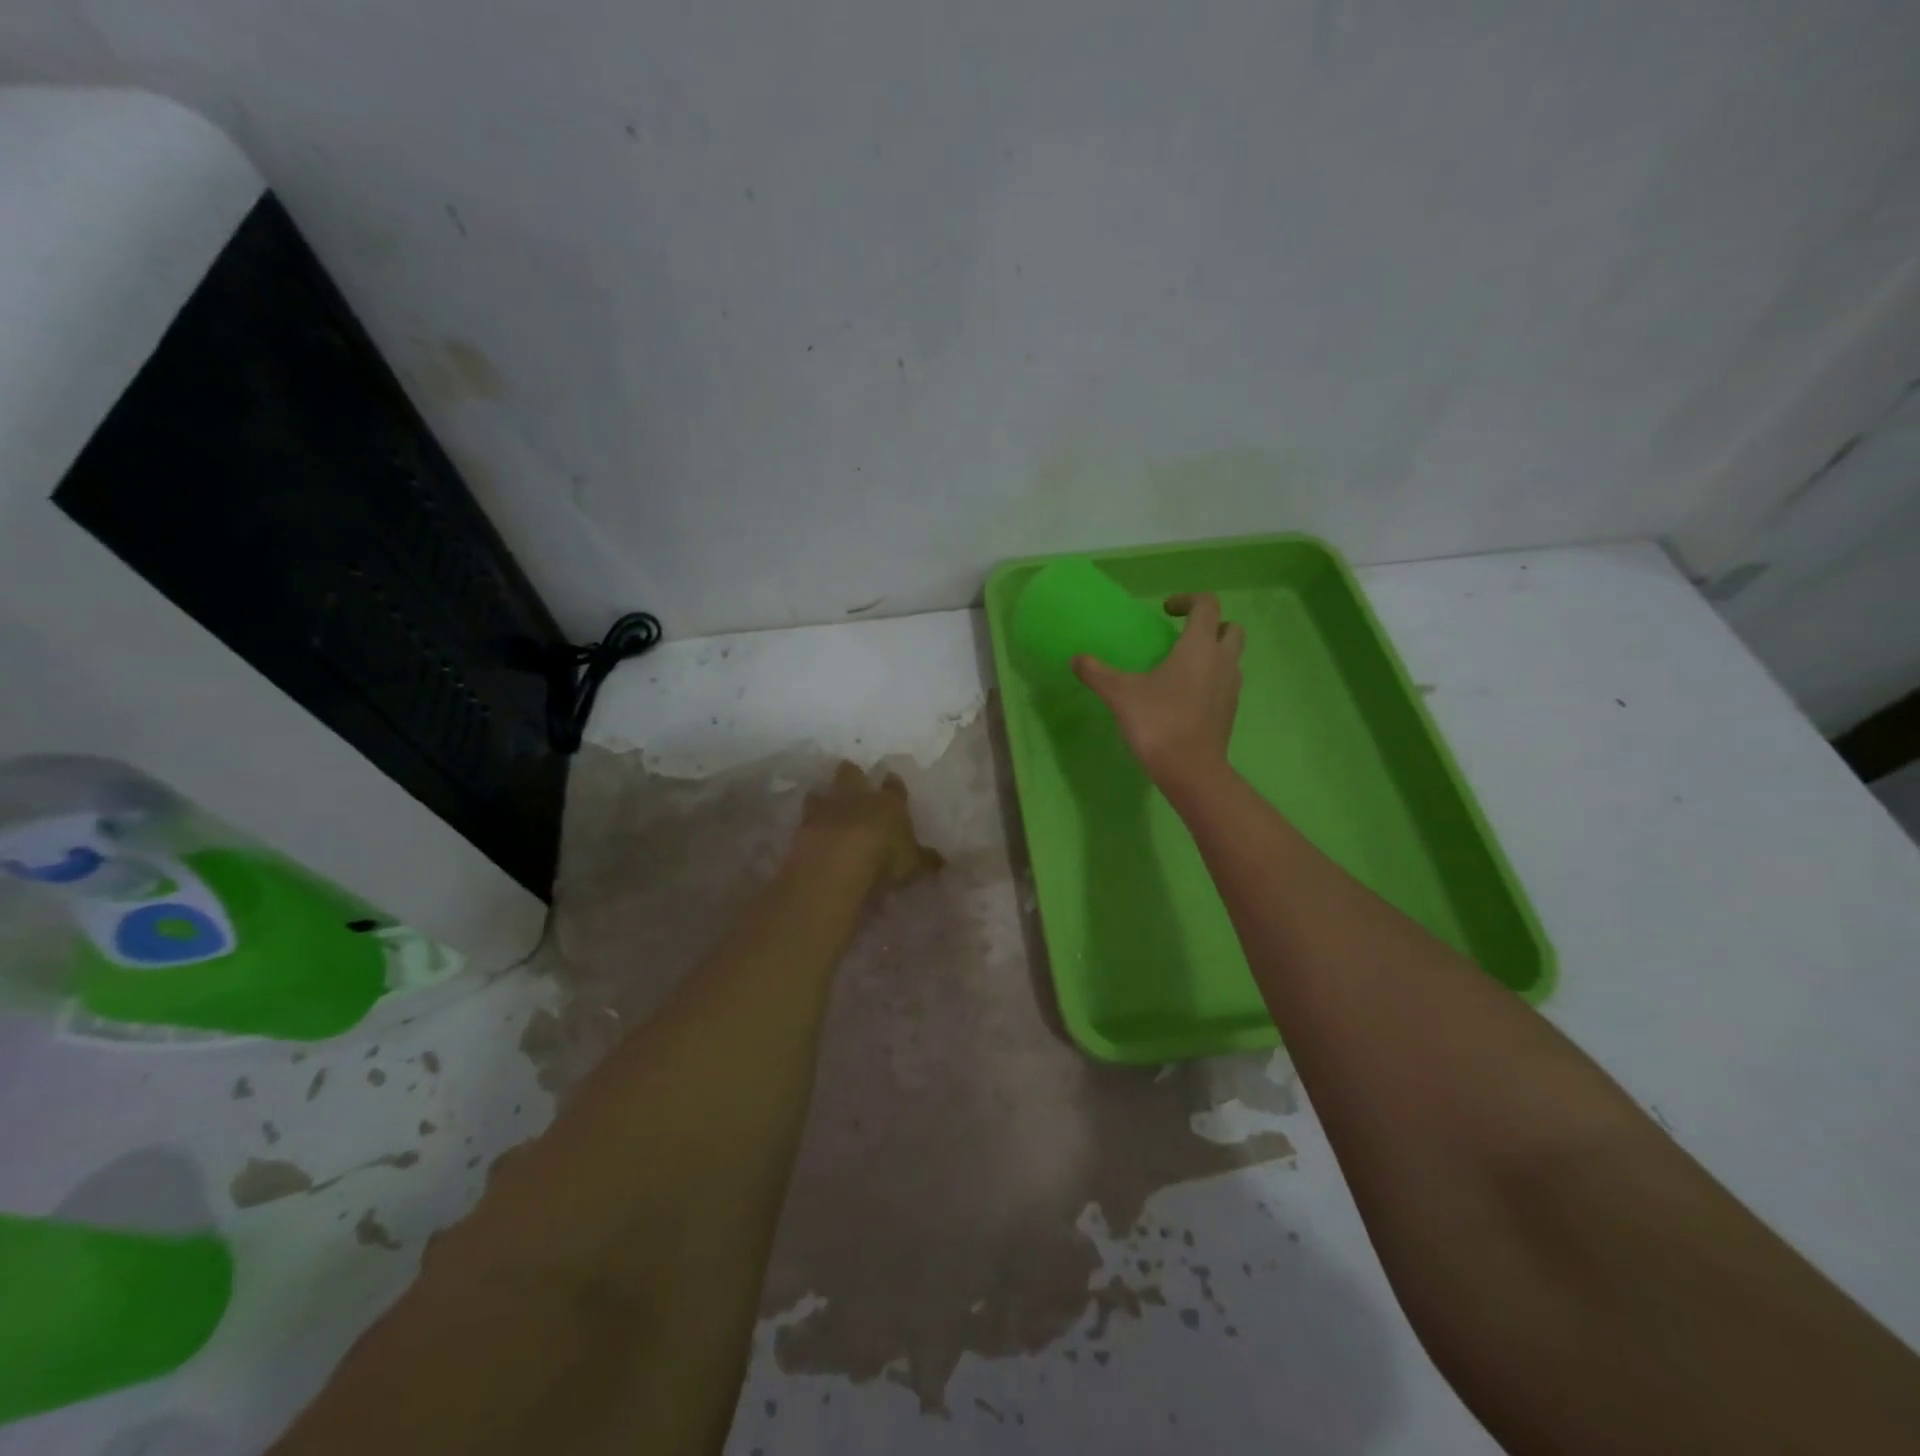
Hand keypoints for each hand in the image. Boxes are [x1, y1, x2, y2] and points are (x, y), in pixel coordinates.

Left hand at [794, 761, 943, 888]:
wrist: (837, 864)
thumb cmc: (885, 859)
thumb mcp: (914, 865)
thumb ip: (926, 860)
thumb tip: (941, 860)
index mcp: (888, 803)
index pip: (893, 787)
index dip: (894, 783)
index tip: (892, 778)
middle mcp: (856, 798)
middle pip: (851, 774)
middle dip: (851, 773)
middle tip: (851, 773)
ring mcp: (826, 810)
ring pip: (821, 792)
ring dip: (822, 796)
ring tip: (821, 799)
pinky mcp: (802, 828)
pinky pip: (804, 820)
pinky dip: (806, 824)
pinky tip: (807, 830)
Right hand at [1074, 593, 1244, 792]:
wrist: (1190, 770)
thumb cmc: (1158, 722)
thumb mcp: (1120, 694)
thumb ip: (1097, 673)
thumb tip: (1076, 659)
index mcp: (1199, 646)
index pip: (1207, 605)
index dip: (1187, 600)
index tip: (1165, 611)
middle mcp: (1222, 661)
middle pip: (1231, 628)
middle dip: (1210, 625)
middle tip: (1180, 636)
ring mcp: (1231, 688)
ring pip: (1231, 657)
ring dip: (1212, 653)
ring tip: (1180, 667)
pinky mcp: (1229, 711)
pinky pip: (1225, 683)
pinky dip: (1210, 679)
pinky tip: (1183, 697)